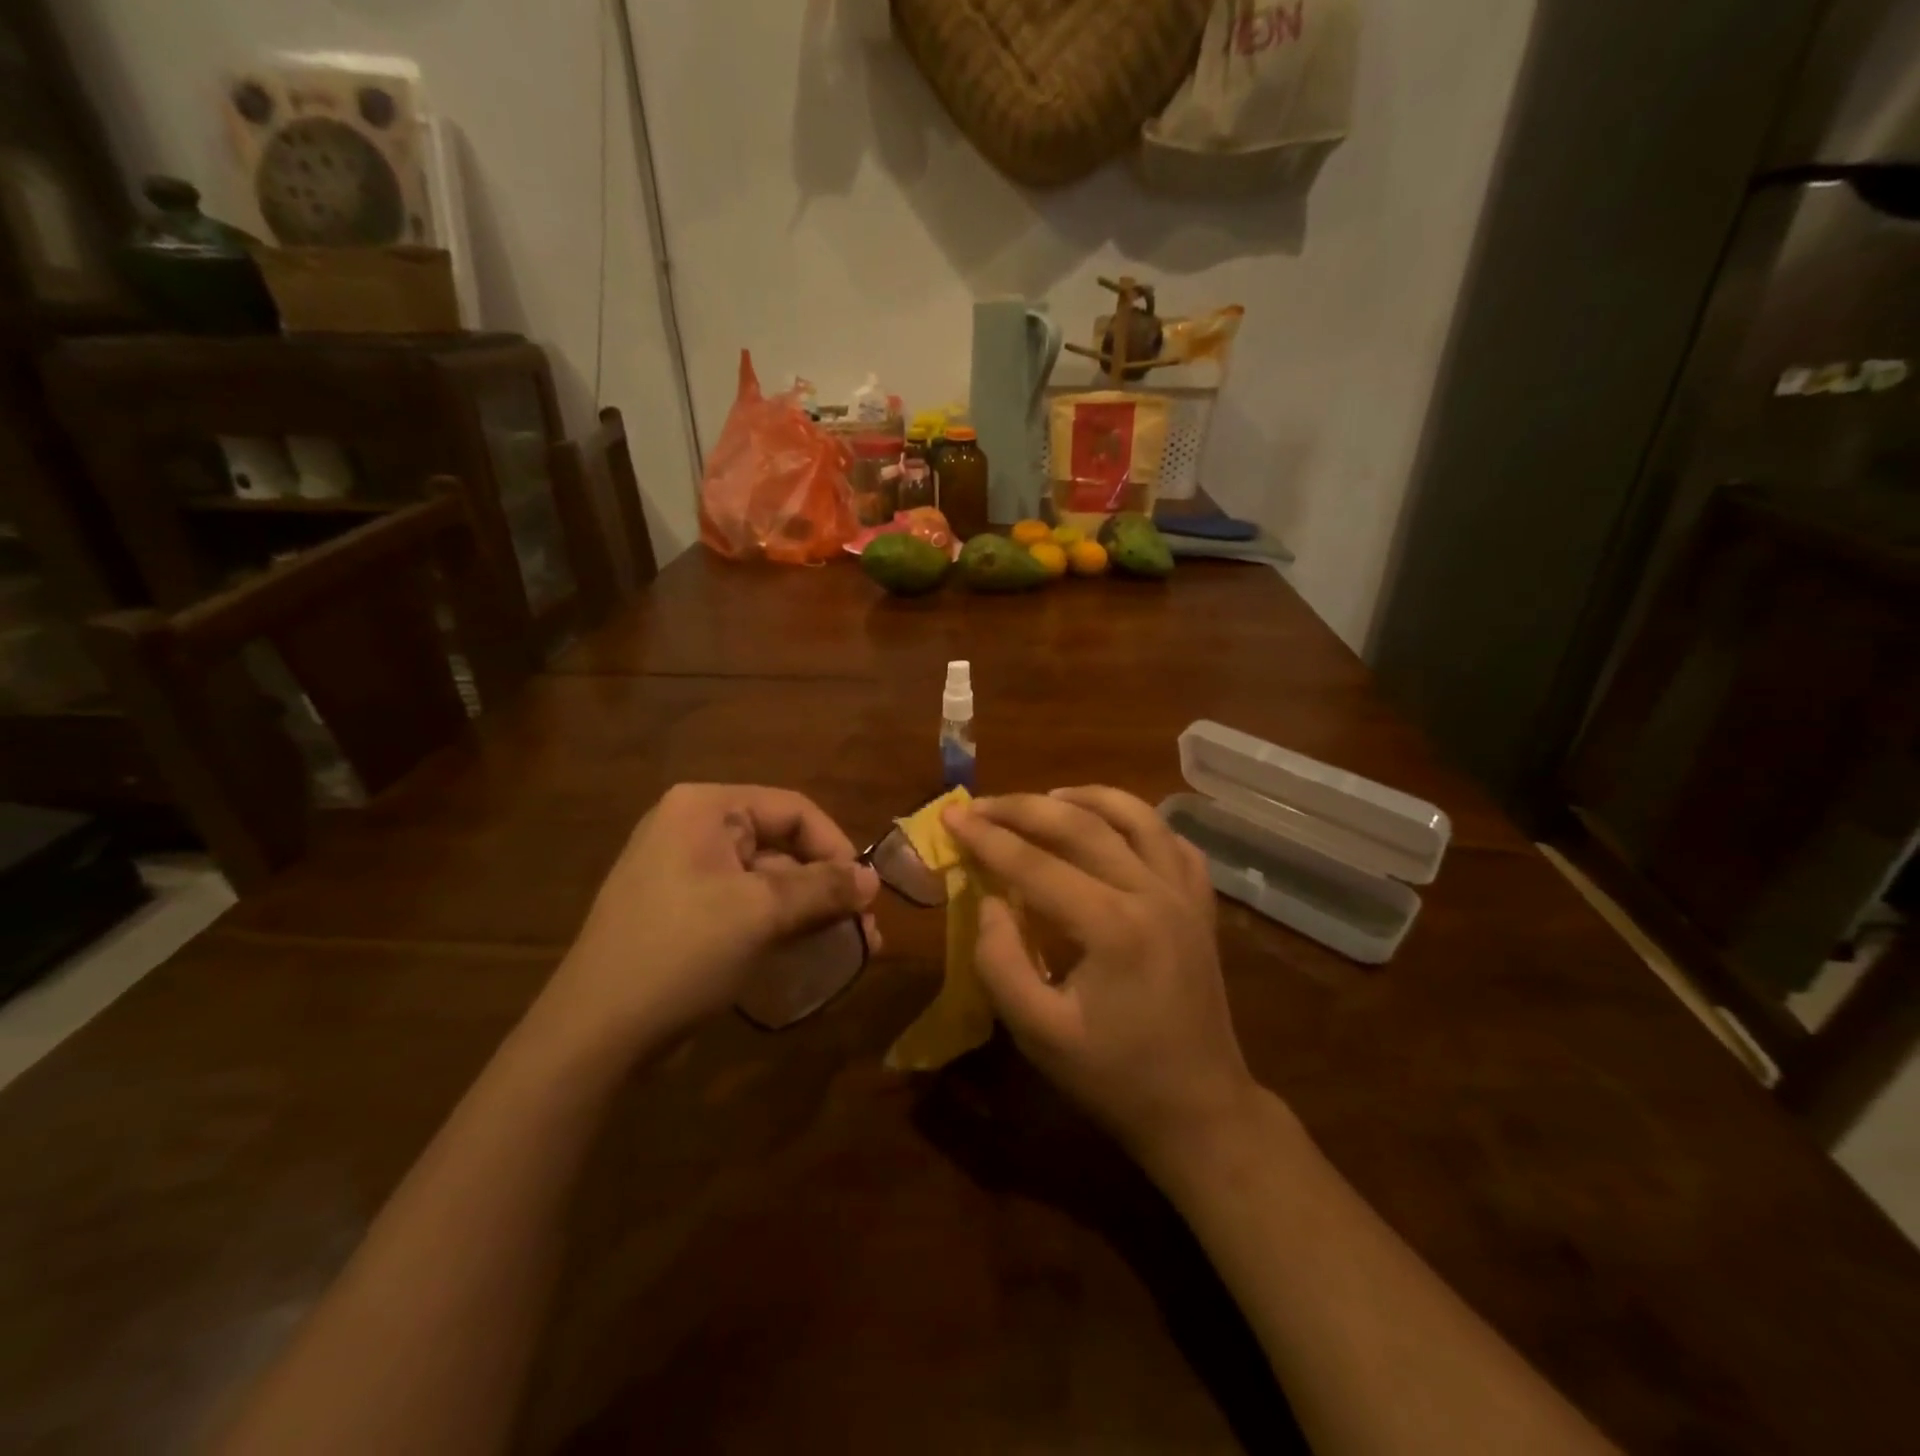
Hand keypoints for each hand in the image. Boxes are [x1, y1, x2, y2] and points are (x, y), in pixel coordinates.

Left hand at [538, 784, 878, 1057]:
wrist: (595, 1034)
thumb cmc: (681, 952)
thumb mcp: (761, 912)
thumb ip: (823, 888)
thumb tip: (872, 879)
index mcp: (705, 809)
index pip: (793, 809)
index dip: (836, 847)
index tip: (865, 892)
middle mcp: (693, 830)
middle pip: (781, 845)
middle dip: (827, 887)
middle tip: (863, 927)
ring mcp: (684, 874)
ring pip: (767, 881)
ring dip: (810, 910)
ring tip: (852, 946)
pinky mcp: (683, 915)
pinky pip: (745, 907)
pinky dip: (780, 926)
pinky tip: (811, 953)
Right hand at [945, 787, 1259, 1163]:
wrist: (1200, 1108)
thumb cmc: (1114, 1077)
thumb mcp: (1039, 1033)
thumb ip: (1000, 962)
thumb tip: (990, 901)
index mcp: (1112, 926)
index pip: (1035, 864)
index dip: (986, 838)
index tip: (950, 815)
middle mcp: (1153, 893)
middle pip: (1081, 825)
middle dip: (1023, 808)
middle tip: (981, 804)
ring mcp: (1184, 894)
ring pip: (1136, 816)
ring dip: (1086, 798)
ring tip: (1046, 798)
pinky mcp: (1200, 905)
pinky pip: (1172, 841)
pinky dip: (1138, 822)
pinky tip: (1112, 827)